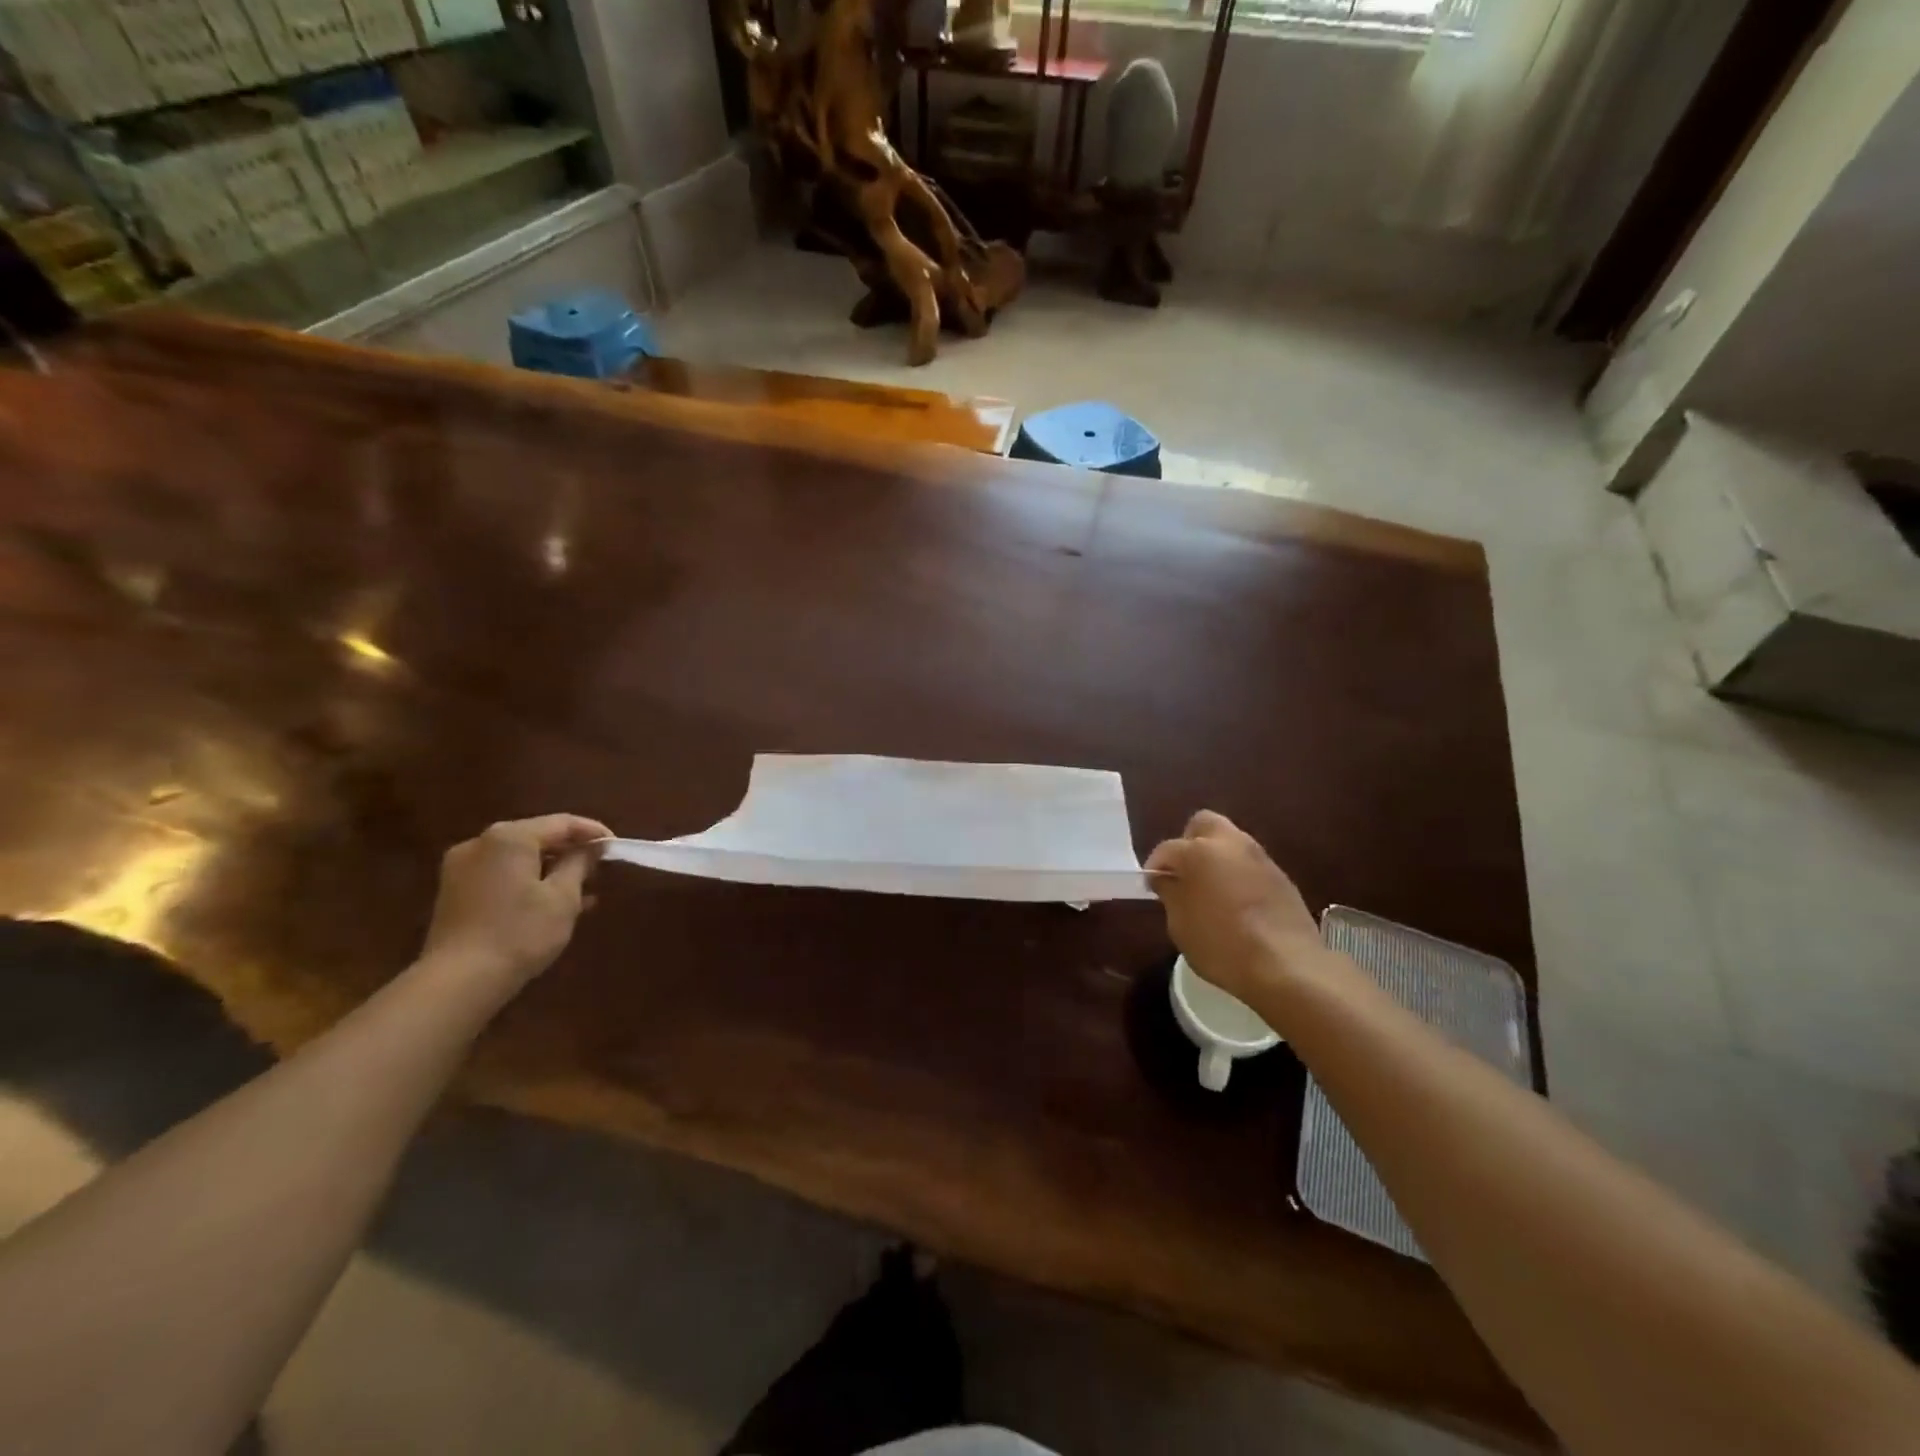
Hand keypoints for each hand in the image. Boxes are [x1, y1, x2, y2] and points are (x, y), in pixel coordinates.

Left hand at [420, 814, 611, 993]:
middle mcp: (481, 843)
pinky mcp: (455, 892)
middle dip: (570, 851)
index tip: (617, 848)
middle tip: (599, 869)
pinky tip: (550, 903)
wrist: (459, 982)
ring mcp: (462, 868)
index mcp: (509, 837)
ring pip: (519, 858)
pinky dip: (527, 882)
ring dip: (550, 869)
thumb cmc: (520, 933)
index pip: (562, 823)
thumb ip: (580, 864)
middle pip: (537, 837)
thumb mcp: (563, 897)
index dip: (594, 833)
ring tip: (580, 890)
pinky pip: (501, 875)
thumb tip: (591, 848)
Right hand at [1145, 811, 1320, 1003]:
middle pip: (1204, 824)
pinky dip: (1239, 876)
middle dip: (1190, 842)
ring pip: (1231, 843)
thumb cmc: (1221, 944)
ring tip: (1210, 891)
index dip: (1156, 867)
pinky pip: (1251, 866)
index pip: (1167, 849)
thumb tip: (1166, 878)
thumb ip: (1170, 894)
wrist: (1287, 966)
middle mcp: (1231, 844)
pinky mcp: (1282, 877)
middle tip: (1184, 873)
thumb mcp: (1180, 924)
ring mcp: (1261, 858)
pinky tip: (1237, 905)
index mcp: (1199, 851)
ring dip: (1217, 858)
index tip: (1153, 887)